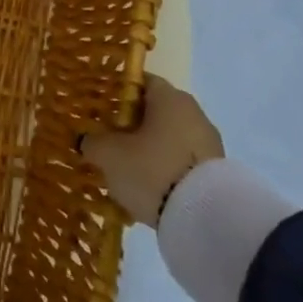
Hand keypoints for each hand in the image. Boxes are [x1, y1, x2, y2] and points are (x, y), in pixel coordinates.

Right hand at [81, 75, 224, 226]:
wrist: (204, 219)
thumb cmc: (152, 170)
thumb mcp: (109, 155)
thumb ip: (92, 141)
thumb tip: (87, 140)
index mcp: (170, 98)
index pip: (140, 81)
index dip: (116, 92)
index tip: (99, 109)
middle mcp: (193, 113)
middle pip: (154, 111)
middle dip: (130, 124)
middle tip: (107, 140)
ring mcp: (209, 143)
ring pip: (168, 138)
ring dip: (147, 148)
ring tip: (125, 169)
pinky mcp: (215, 172)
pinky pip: (180, 161)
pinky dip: (164, 168)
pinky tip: (148, 187)